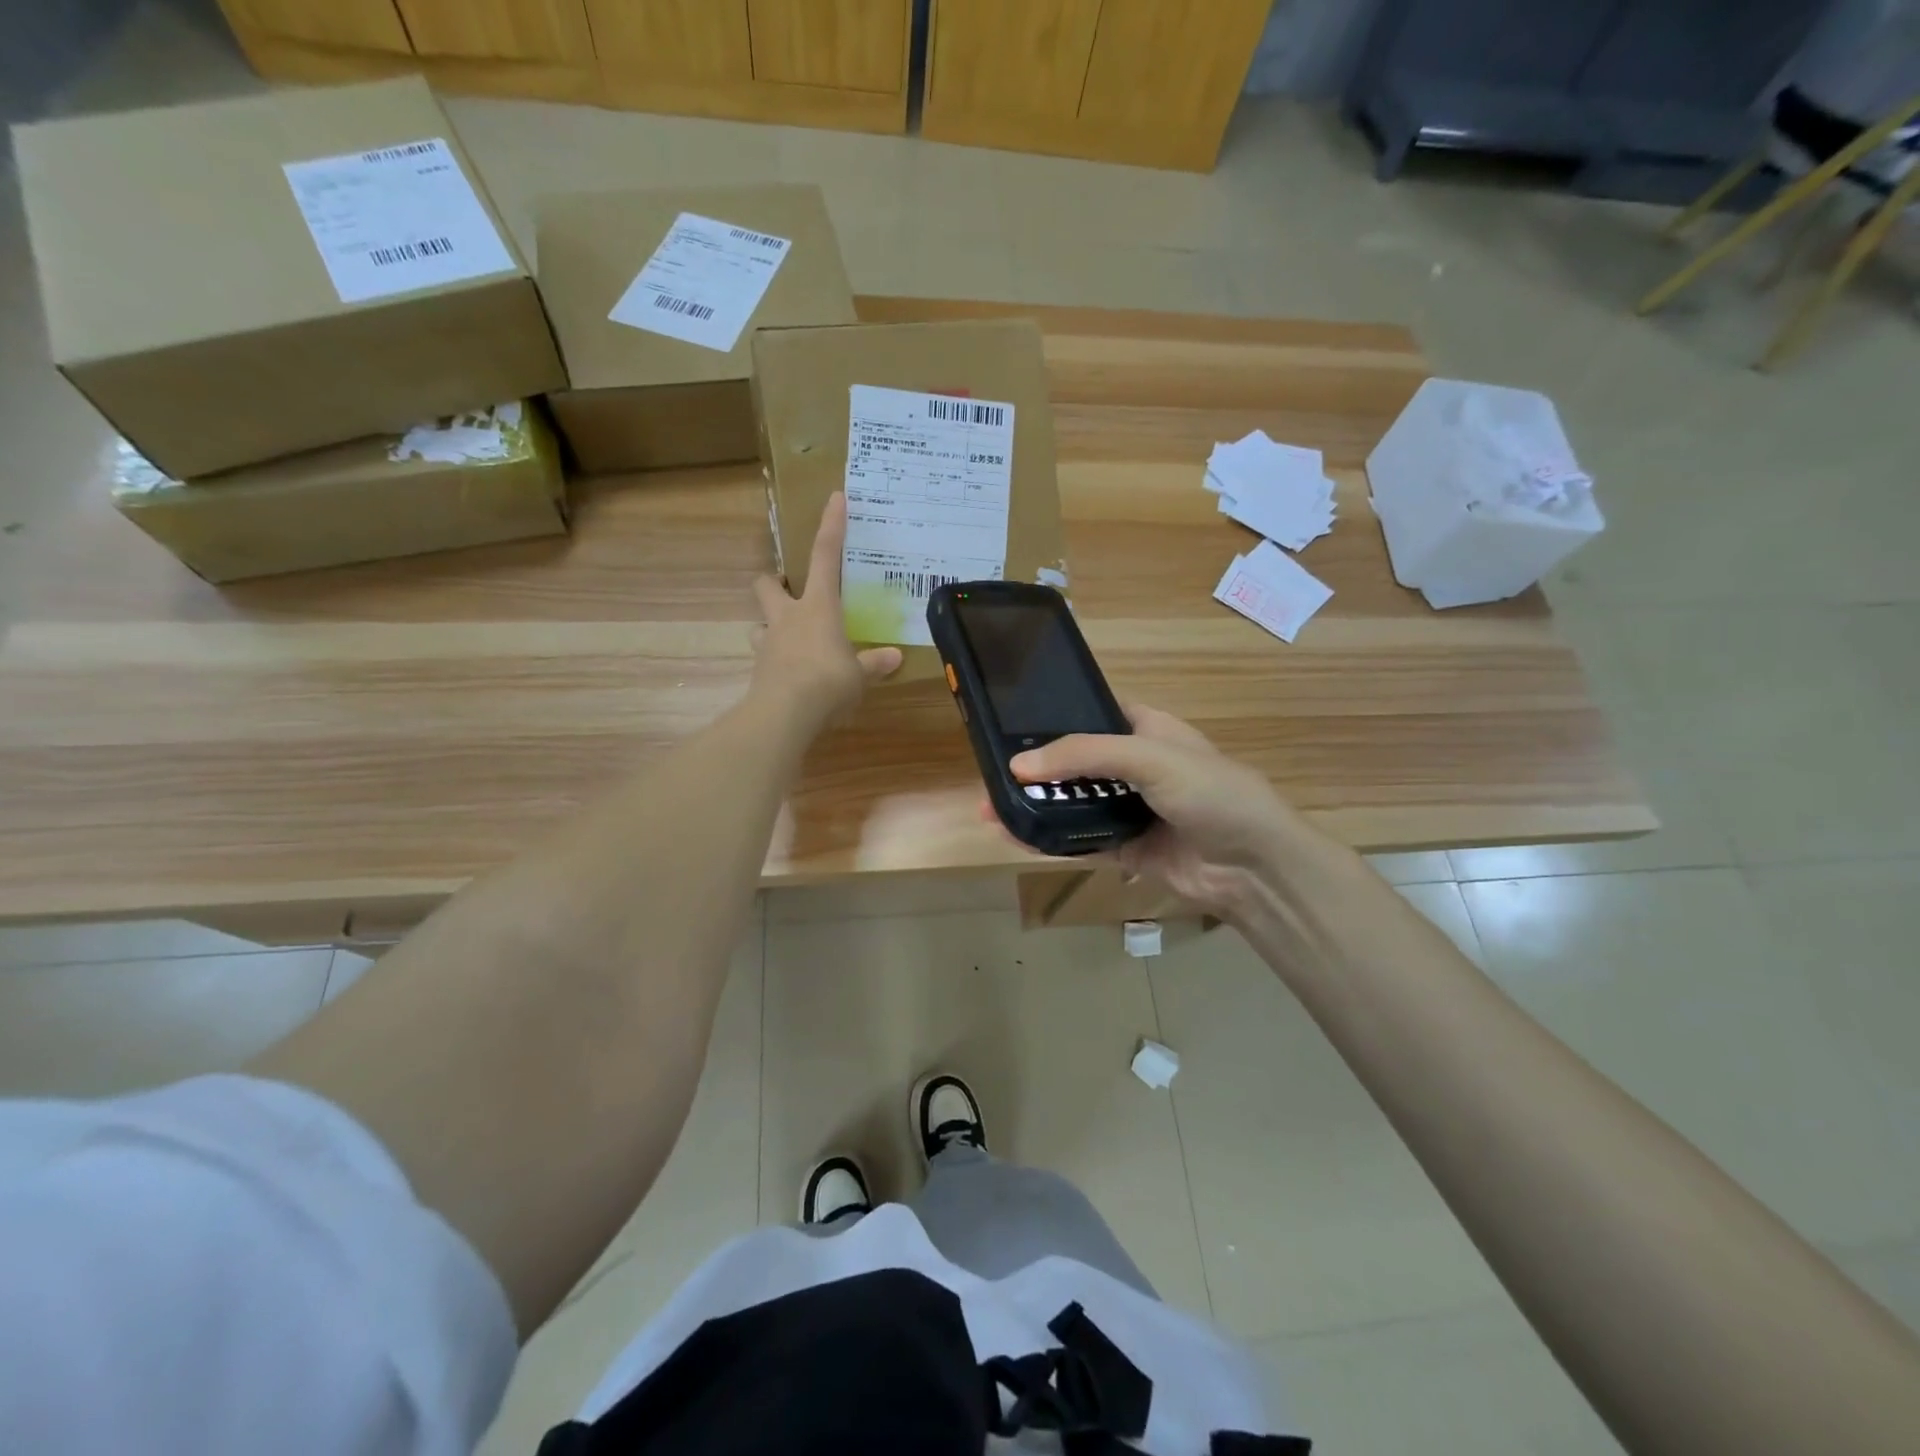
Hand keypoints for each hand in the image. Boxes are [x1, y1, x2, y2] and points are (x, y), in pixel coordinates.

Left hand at [750, 492, 901, 726]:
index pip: (825, 557)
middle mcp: (788, 617)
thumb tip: (894, 657)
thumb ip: (874, 663)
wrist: (784, 713)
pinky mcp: (758, 669)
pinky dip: (775, 661)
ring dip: (770, 625)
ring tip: (789, 640)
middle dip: (774, 583)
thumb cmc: (828, 681)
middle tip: (789, 592)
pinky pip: (764, 656)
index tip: (835, 498)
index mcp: (818, 607)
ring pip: (759, 622)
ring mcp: (768, 642)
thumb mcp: (859, 675)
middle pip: (768, 585)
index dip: (831, 527)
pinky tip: (789, 675)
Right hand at [1008, 706, 1352, 918]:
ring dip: (1036, 804)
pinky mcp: (1125, 848)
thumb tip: (1019, 765)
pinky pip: (1079, 840)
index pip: (1094, 713)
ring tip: (990, 806)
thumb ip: (1085, 755)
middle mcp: (1135, 767)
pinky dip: (1048, 838)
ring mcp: (1130, 809)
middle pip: (1076, 762)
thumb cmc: (1210, 792)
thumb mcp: (1149, 757)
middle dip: (1036, 767)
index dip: (1057, 715)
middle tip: (991, 770)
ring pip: (1073, 803)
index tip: (1011, 721)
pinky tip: (1014, 835)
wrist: (1253, 867)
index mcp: (1148, 730)